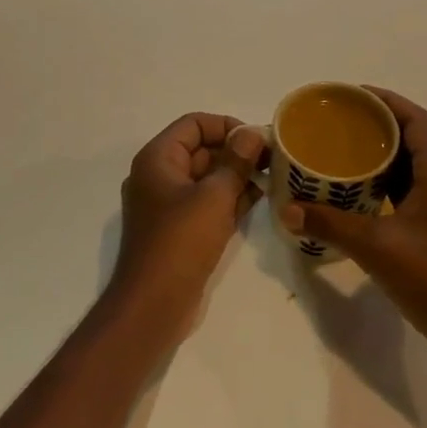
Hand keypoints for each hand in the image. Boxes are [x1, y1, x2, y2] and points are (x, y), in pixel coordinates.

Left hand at [114, 113, 266, 332]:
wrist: (153, 303)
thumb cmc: (181, 241)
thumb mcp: (214, 196)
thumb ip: (236, 161)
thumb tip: (252, 133)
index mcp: (158, 158)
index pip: (194, 124)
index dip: (227, 126)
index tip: (258, 140)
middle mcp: (159, 175)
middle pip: (201, 149)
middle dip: (236, 152)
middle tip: (273, 161)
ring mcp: (167, 204)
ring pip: (206, 178)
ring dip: (237, 176)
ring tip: (272, 180)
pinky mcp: (179, 229)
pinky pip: (206, 202)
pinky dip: (229, 198)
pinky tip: (259, 201)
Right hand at [285, 89, 426, 376]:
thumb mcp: (377, 247)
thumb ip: (330, 224)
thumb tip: (286, 209)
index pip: (416, 119)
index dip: (385, 101)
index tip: (350, 95)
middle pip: (414, 138)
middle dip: (377, 126)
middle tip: (336, 123)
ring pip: (414, 166)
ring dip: (382, 156)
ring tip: (341, 152)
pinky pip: (413, 190)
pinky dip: (387, 183)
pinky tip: (358, 194)